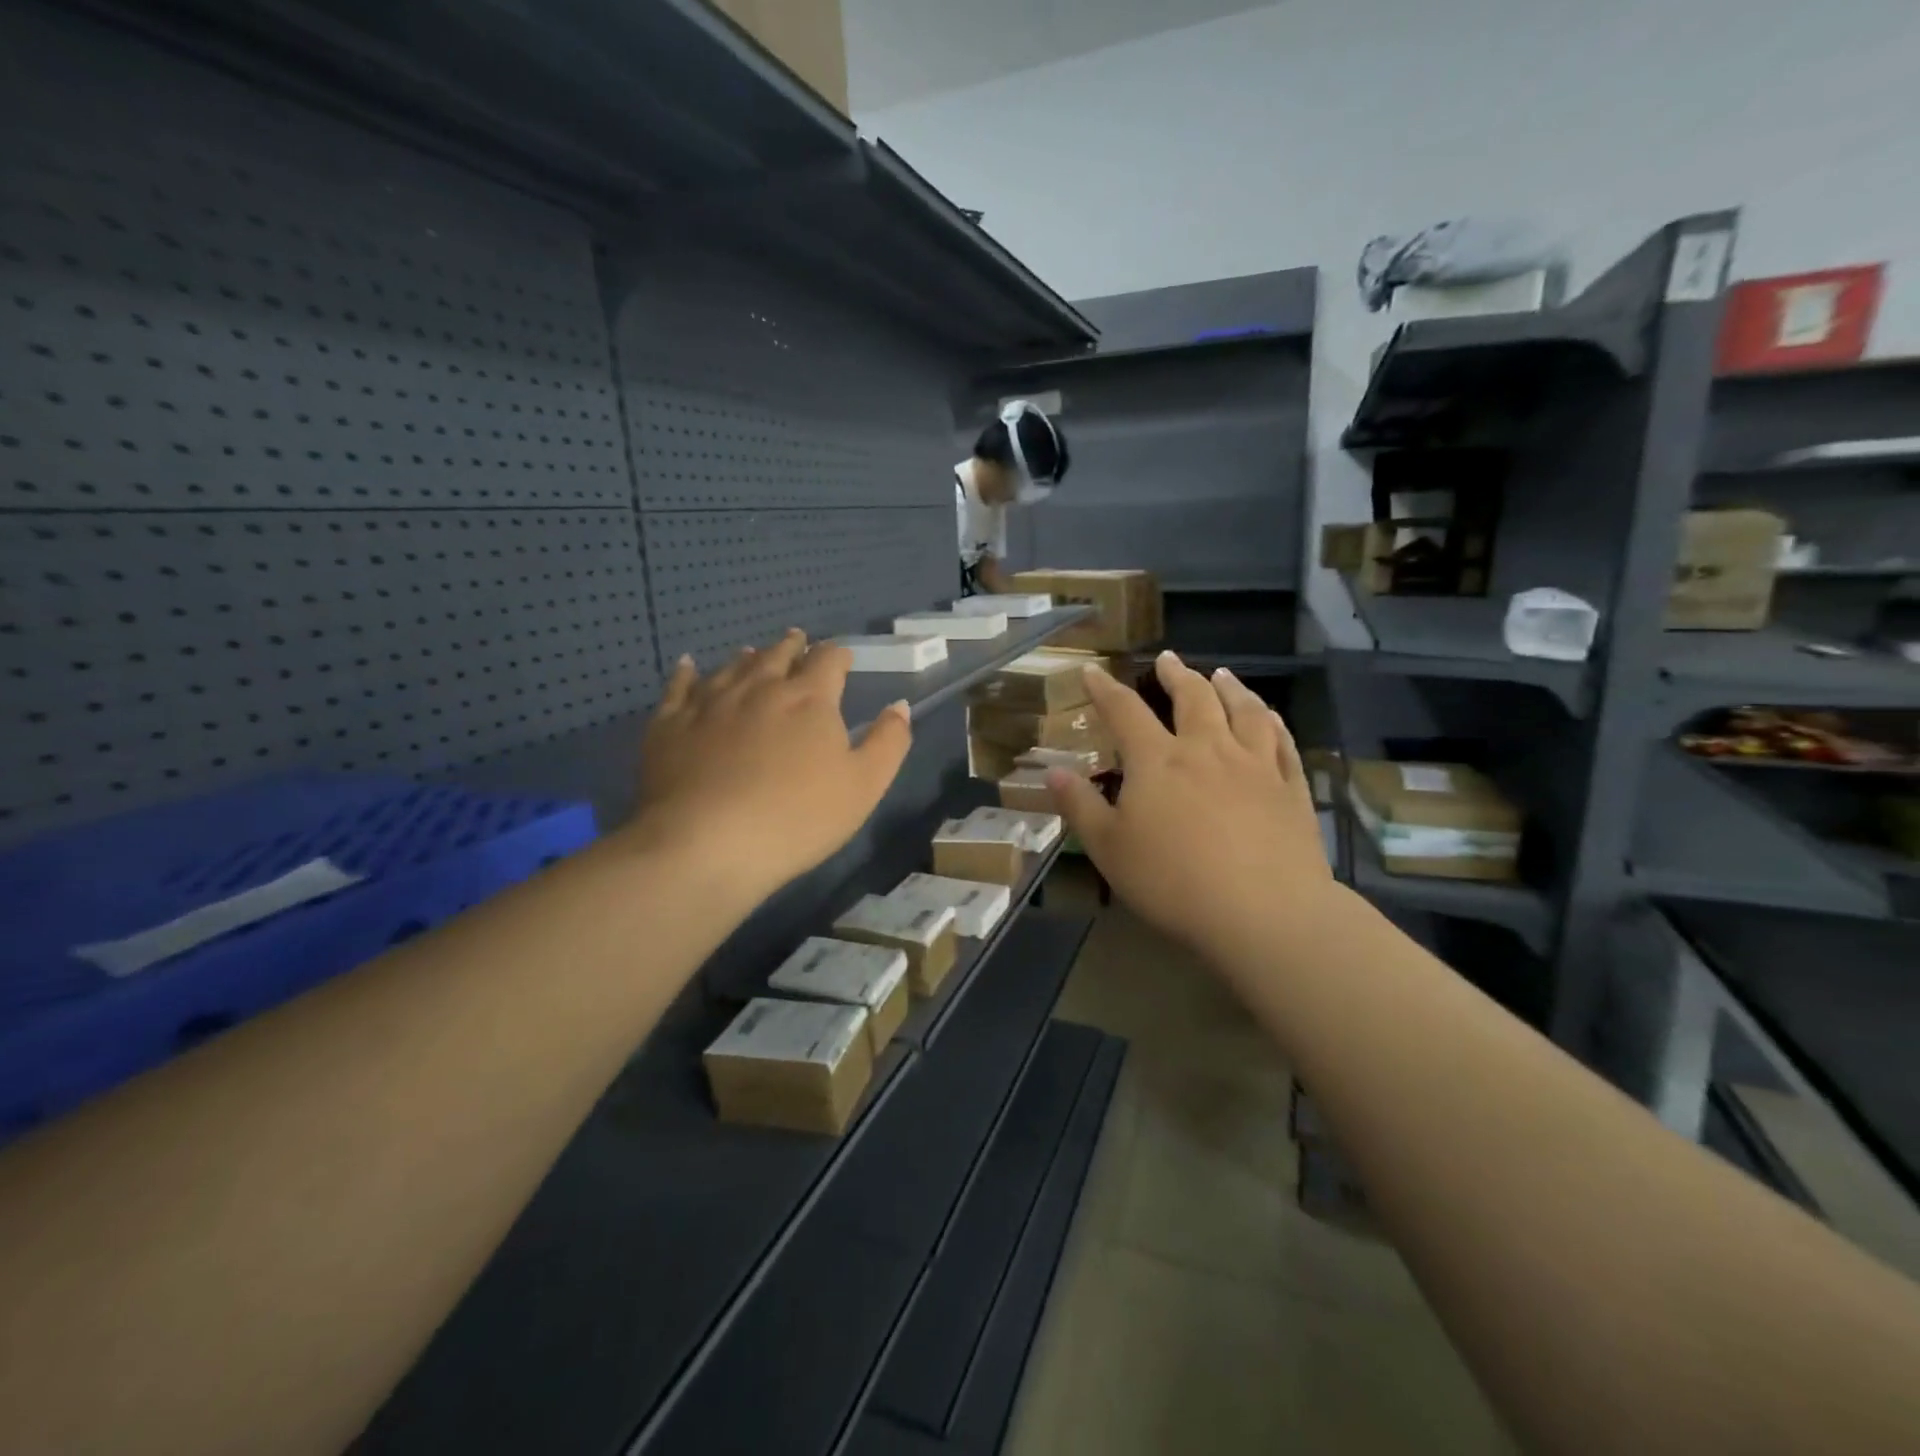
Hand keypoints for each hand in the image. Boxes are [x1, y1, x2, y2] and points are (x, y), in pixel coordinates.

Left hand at [627, 630, 912, 904]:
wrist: (706, 844)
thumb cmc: (798, 818)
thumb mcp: (864, 786)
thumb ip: (888, 742)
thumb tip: (899, 705)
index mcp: (809, 699)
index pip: (828, 661)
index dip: (837, 655)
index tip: (842, 658)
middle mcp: (759, 687)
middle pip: (778, 654)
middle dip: (793, 646)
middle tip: (797, 640)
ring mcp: (710, 702)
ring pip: (732, 666)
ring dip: (748, 657)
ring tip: (753, 652)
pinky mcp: (670, 724)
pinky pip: (679, 686)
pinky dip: (686, 672)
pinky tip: (687, 665)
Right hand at [1047, 653, 1334, 963]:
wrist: (1263, 912)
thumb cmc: (1173, 881)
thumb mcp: (1109, 849)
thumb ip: (1080, 806)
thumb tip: (1054, 771)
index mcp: (1158, 760)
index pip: (1125, 711)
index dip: (1104, 689)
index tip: (1092, 671)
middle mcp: (1207, 749)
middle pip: (1193, 697)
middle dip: (1176, 675)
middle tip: (1168, 660)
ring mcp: (1255, 765)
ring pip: (1244, 710)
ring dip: (1230, 688)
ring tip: (1222, 674)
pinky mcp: (1290, 788)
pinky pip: (1283, 742)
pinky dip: (1273, 722)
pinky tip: (1270, 718)